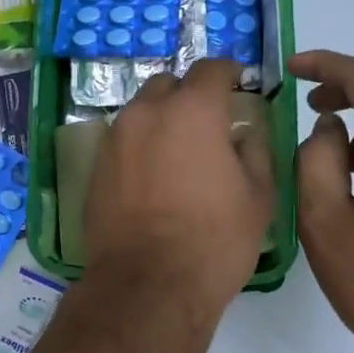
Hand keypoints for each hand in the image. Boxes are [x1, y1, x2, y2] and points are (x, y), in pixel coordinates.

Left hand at [84, 59, 273, 325]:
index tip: (238, 82)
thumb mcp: (258, 196)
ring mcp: (115, 138)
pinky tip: (152, 175)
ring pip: (141, 111)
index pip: (211, 69)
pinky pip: (122, 140)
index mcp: (192, 110)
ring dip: (161, 119)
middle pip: (168, 85)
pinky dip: (140, 145)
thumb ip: (254, 150)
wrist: (148, 283)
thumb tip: (242, 132)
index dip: (228, 72)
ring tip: (178, 150)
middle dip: (189, 94)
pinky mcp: (95, 165)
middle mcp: (147, 112)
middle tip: (207, 121)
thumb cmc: (214, 239)